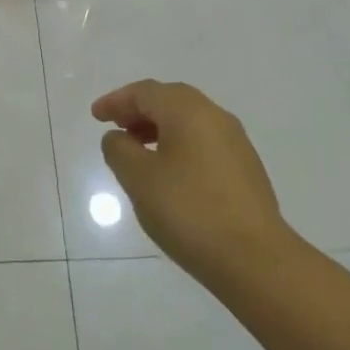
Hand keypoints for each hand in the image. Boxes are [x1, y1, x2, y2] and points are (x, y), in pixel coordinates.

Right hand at [93, 79, 298, 282]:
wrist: (254, 257)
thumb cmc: (188, 211)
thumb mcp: (139, 179)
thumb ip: (119, 150)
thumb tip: (118, 137)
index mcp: (189, 111)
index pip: (146, 92)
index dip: (117, 100)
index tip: (95, 115)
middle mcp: (216, 117)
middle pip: (170, 100)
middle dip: (139, 110)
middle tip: (116, 127)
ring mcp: (235, 143)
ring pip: (189, 122)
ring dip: (159, 128)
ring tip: (137, 152)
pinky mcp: (245, 168)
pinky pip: (203, 142)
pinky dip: (178, 145)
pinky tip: (168, 173)